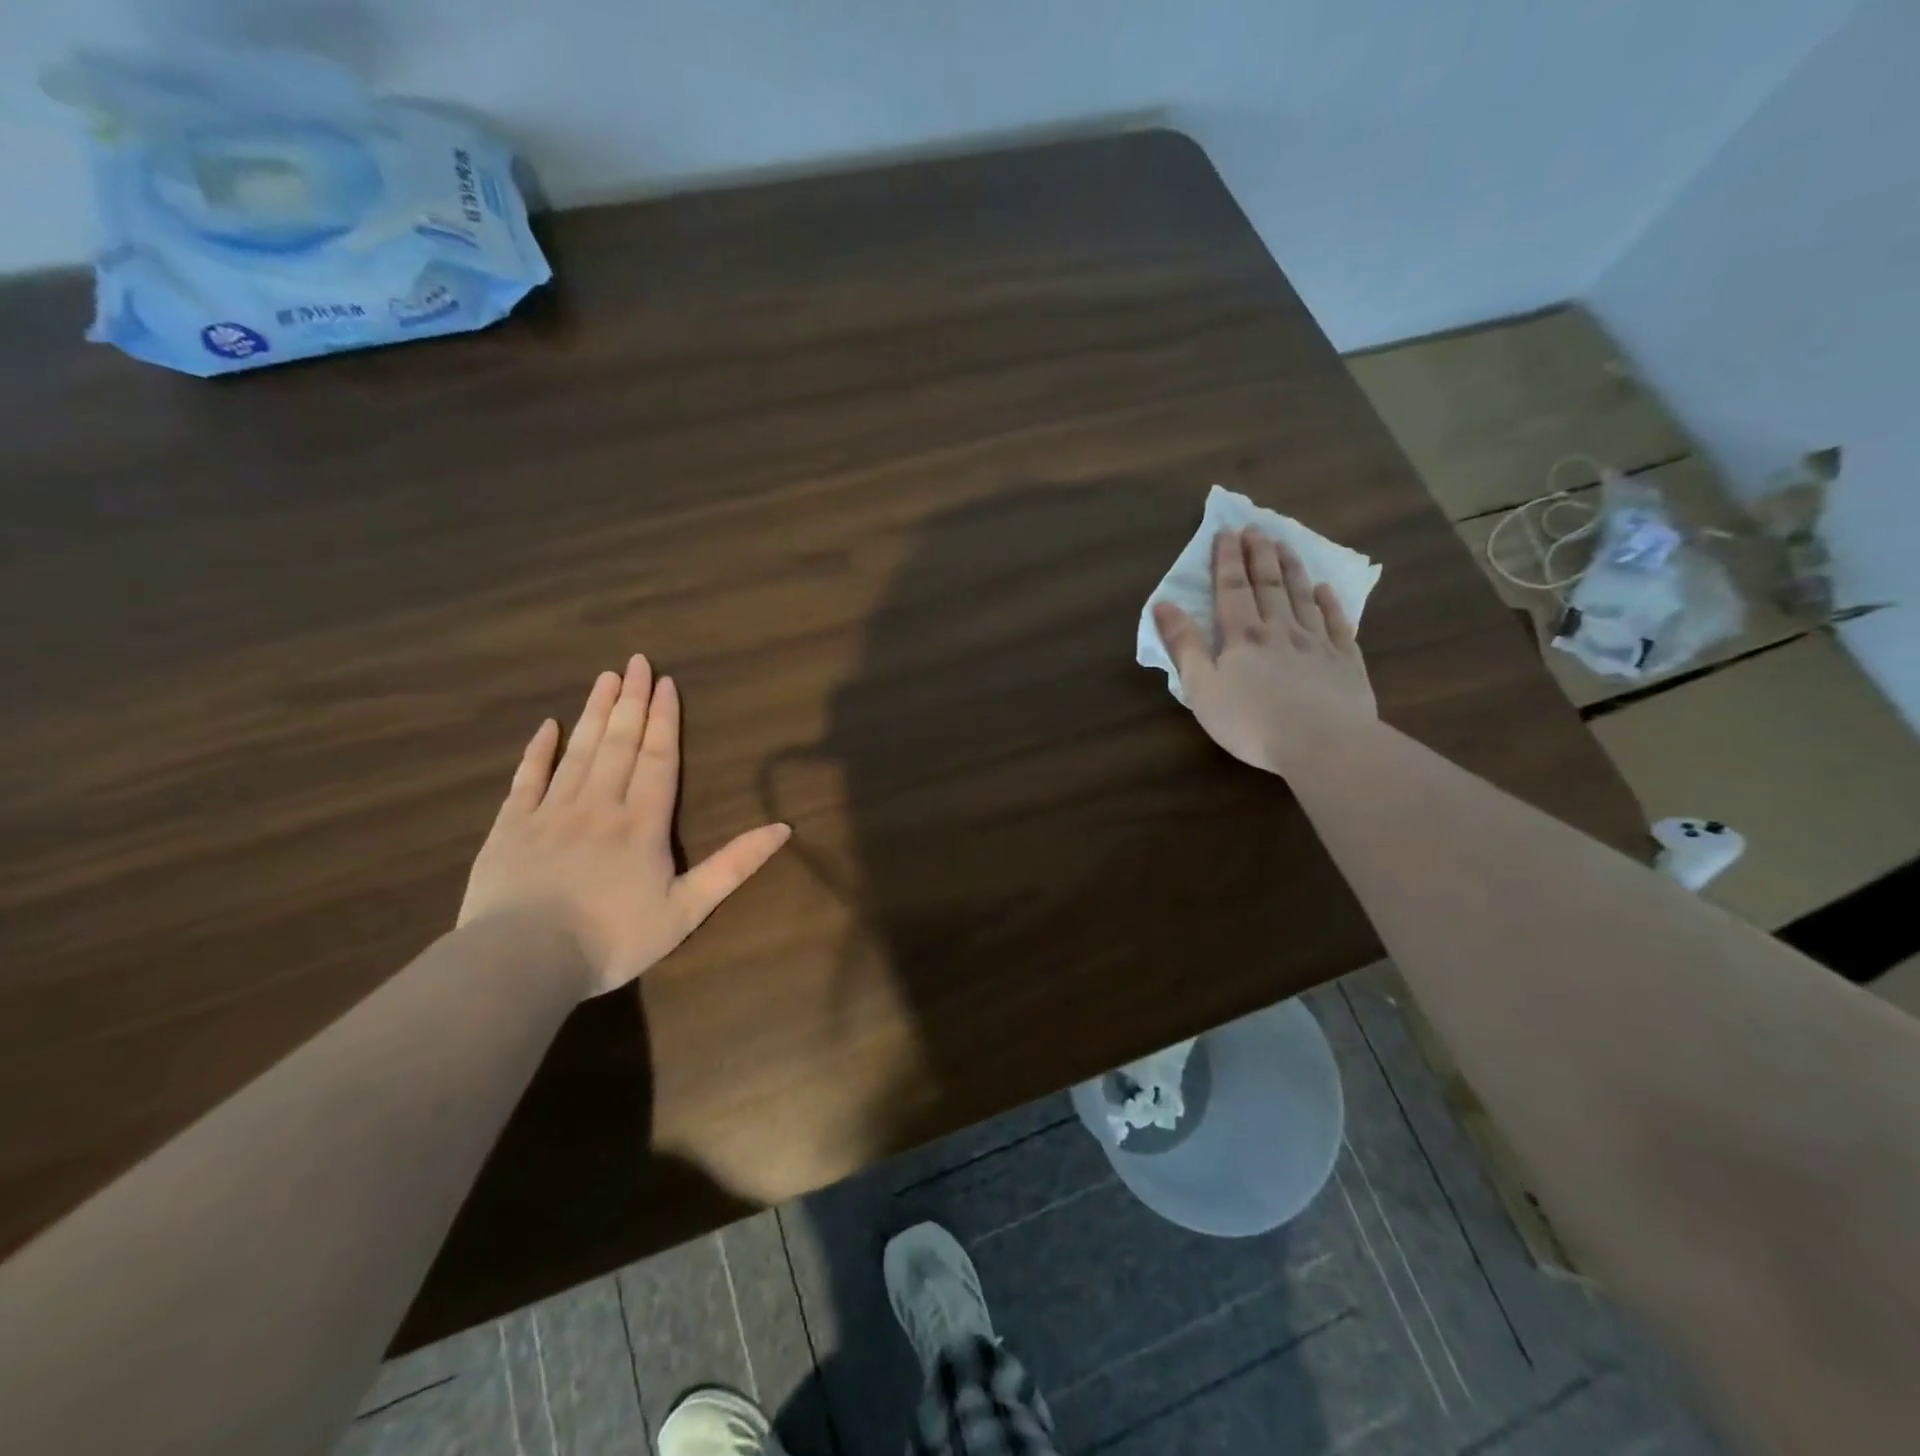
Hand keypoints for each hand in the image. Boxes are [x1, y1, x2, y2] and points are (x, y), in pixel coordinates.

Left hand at [459, 655, 791, 997]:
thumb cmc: (613, 939)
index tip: (667, 682)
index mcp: (642, 822)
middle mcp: (599, 804)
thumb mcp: (687, 910)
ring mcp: (551, 812)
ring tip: (606, 677)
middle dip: (632, 701)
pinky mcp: (511, 827)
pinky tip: (547, 726)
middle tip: (637, 661)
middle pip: (620, 743)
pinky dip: (538, 750)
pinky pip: (527, 778)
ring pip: (578, 751)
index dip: (665, 719)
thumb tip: (783, 828)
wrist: (523, 962)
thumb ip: (734, 866)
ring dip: (594, 712)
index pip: (658, 758)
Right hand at [1154, 527, 1375, 776]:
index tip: (1226, 532)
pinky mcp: (1345, 662)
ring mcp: (1317, 643)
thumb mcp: (1202, 687)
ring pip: (1302, 597)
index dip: (1227, 560)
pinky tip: (1325, 589)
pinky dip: (1330, 602)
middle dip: (1259, 555)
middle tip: (1257, 528)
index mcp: (1242, 637)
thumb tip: (1163, 604)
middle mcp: (1280, 630)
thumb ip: (1184, 645)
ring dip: (1292, 569)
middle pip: (1269, 585)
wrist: (1322, 743)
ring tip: (1286, 544)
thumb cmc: (1251, 721)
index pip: (1232, 589)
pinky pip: (1337, 623)